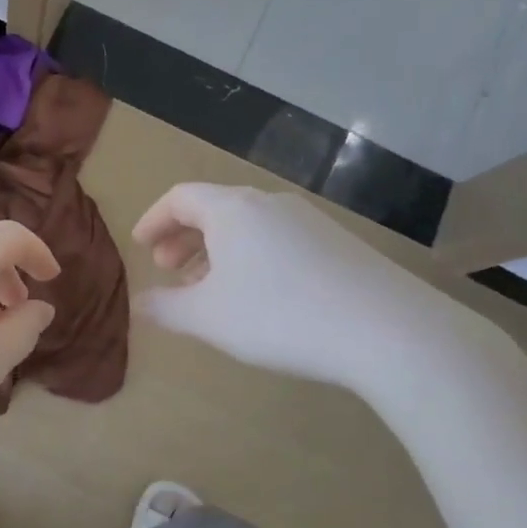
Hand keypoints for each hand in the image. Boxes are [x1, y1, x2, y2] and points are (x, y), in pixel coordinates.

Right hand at [133, 183, 498, 394]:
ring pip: (248, 226)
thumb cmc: (279, 316)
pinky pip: (278, 239)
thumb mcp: (208, 318)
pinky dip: (252, 258)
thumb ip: (166, 308)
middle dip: (184, 237)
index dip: (154, 219)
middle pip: (215, 208)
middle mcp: (270, 203)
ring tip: (209, 287)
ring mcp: (309, 220)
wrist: (387, 329)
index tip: (140, 245)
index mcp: (232, 210)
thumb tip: (139, 302)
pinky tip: (259, 295)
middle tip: (168, 268)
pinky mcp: (339, 243)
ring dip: (218, 250)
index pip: (180, 198)